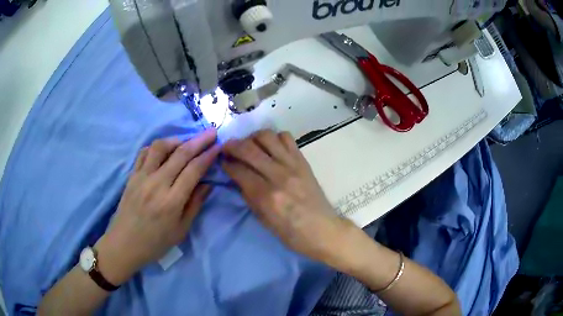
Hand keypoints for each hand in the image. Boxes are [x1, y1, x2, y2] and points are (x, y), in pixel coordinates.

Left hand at [95, 129, 219, 284]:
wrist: (125, 244)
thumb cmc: (155, 242)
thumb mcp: (181, 230)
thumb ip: (195, 205)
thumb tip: (208, 184)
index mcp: (171, 201)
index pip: (193, 170)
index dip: (208, 156)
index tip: (218, 146)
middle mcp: (156, 184)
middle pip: (180, 154)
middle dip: (199, 140)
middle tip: (211, 132)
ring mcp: (141, 177)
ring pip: (160, 147)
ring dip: (176, 140)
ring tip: (186, 142)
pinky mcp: (132, 175)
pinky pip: (144, 153)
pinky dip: (156, 147)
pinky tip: (164, 150)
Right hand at [222, 130, 350, 266]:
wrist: (323, 230)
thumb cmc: (291, 233)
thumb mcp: (263, 220)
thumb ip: (249, 196)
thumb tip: (237, 177)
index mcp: (266, 196)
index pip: (238, 170)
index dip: (226, 163)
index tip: (221, 161)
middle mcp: (278, 175)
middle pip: (249, 149)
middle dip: (232, 145)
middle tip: (227, 148)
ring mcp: (293, 165)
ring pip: (267, 136)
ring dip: (253, 137)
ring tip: (249, 144)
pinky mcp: (303, 161)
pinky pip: (287, 138)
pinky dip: (275, 138)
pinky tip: (271, 147)